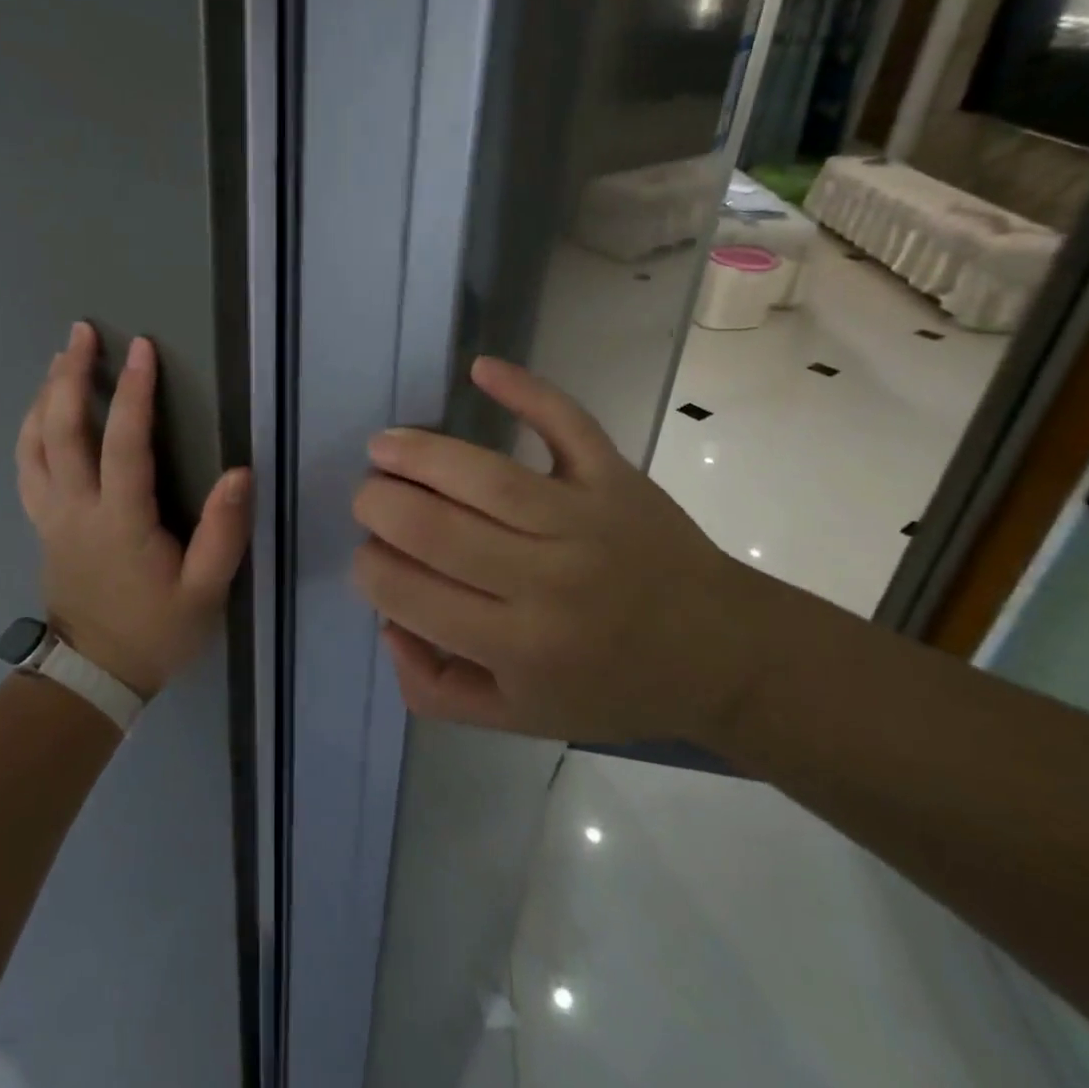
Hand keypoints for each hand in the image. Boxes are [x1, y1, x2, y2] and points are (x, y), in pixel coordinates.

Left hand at [16, 321, 251, 699]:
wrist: (95, 674)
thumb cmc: (156, 631)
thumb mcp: (205, 591)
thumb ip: (223, 533)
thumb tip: (240, 473)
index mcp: (121, 521)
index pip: (124, 443)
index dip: (133, 392)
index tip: (141, 348)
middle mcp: (77, 508)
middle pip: (62, 430)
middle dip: (70, 375)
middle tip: (81, 332)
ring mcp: (51, 515)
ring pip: (34, 444)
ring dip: (44, 395)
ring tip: (60, 359)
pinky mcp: (42, 524)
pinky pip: (26, 467)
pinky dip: (30, 430)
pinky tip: (40, 412)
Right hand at [351, 356, 770, 745]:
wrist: (720, 654)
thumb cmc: (609, 687)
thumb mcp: (516, 718)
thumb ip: (435, 689)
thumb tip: (387, 625)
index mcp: (516, 645)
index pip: (411, 594)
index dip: (370, 567)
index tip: (368, 556)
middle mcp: (545, 581)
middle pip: (436, 530)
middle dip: (379, 506)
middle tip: (367, 498)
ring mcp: (583, 520)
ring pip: (484, 476)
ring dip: (419, 453)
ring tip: (382, 446)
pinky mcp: (614, 477)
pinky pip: (566, 425)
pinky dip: (525, 391)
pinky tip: (480, 369)